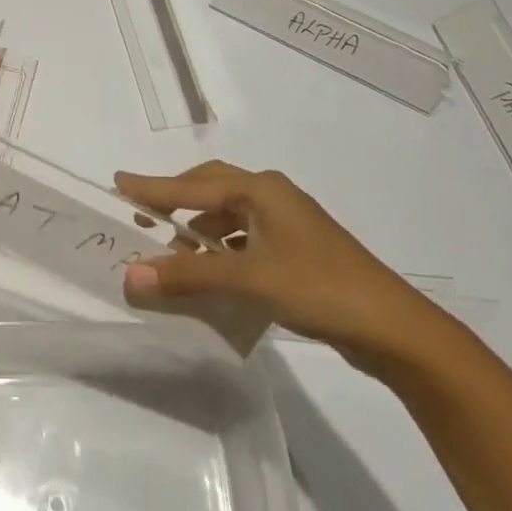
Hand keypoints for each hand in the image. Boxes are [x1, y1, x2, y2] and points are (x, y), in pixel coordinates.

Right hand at [114, 161, 452, 371]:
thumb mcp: (248, 279)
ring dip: (198, 231)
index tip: (118, 183)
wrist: (393, 327)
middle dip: (176, 200)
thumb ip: (188, 277)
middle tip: (142, 215)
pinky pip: (244, 240)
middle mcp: (273, 197)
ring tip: (171, 252)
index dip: (153, 186)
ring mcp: (288, 224)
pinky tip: (211, 274)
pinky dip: (220, 251)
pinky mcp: (297, 251)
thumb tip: (130, 276)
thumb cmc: (318, 287)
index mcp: (261, 190)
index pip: (193, 184)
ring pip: (229, 217)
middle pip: (212, 189)